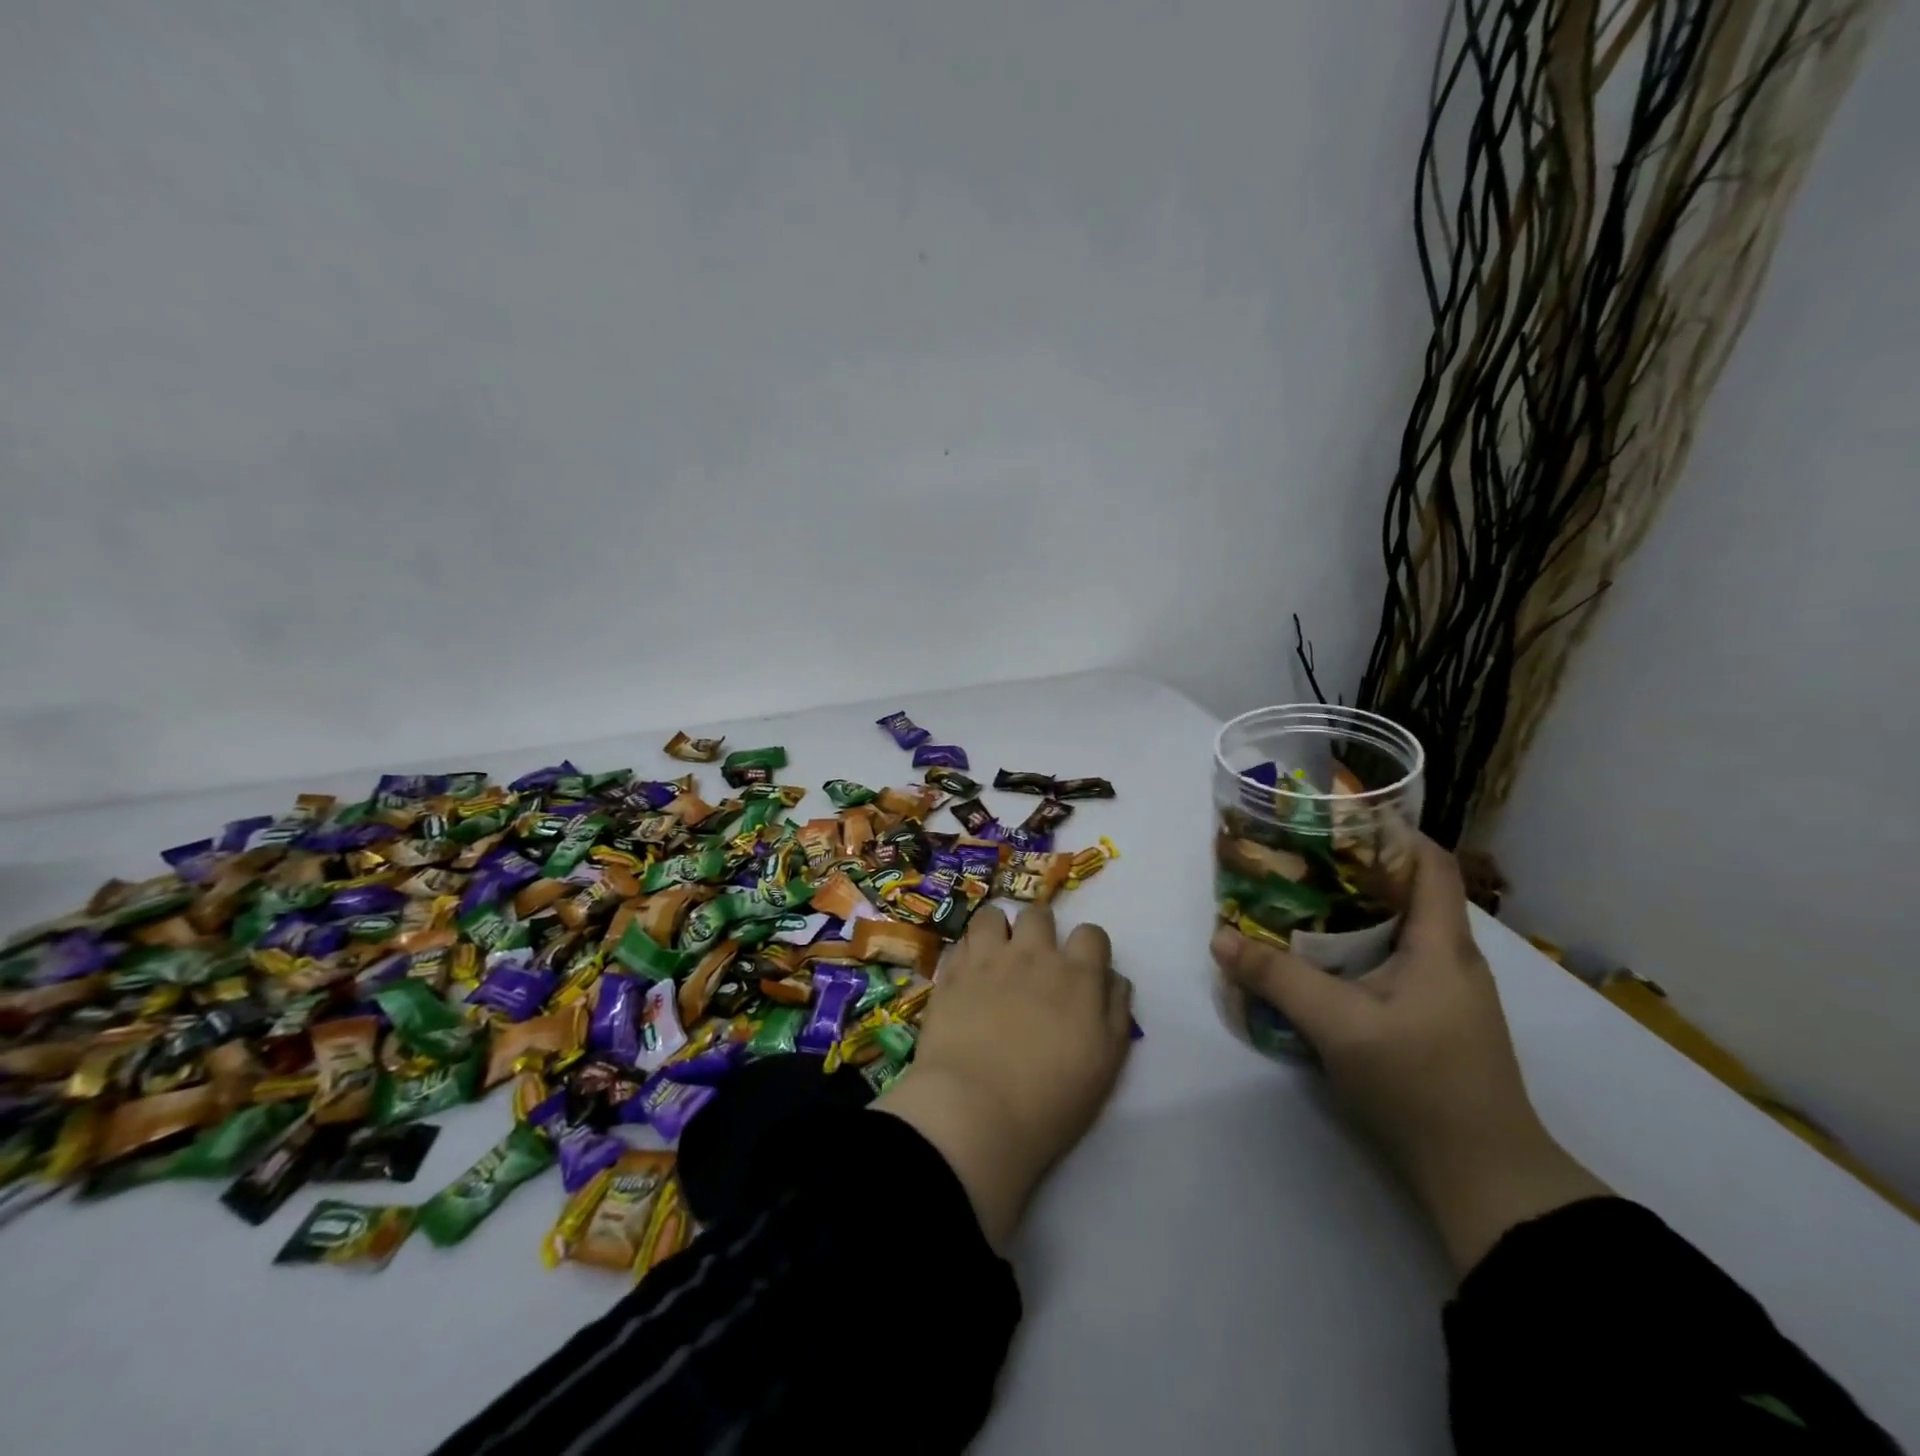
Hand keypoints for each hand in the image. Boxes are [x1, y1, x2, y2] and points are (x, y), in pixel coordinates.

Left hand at [875, 903, 1134, 1247]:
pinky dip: (966, 952)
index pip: (1091, 934)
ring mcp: (987, 959)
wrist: (975, 1112)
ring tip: (995, 957)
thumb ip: (1116, 1012)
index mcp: (1076, 976)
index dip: (1088, 948)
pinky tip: (966, 974)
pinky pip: (960, 941)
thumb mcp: (1106, 1064)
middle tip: (1034, 963)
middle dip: (1040, 932)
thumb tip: (1113, 978)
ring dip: (998, 930)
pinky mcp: (951, 973)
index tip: (1081, 970)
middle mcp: (1033, 955)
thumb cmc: (1051, 1100)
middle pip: (1039, 915)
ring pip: (993, 916)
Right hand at [1210, 835, 1608, 1273]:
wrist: (1484, 1178)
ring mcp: (1444, 992)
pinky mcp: (1430, 1019)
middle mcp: (1450, 958)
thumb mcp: (1339, 1025)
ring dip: (1350, 910)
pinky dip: (1354, 947)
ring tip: (1295, 898)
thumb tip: (1220, 937)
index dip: (1391, 831)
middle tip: (1295, 856)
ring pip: (1396, 928)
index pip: (1430, 863)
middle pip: (1406, 891)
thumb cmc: (1421, 1083)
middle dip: (1352, 867)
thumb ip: (1277, 978)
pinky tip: (1315, 958)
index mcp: (1443, 944)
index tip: (1336, 817)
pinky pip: (1391, 961)